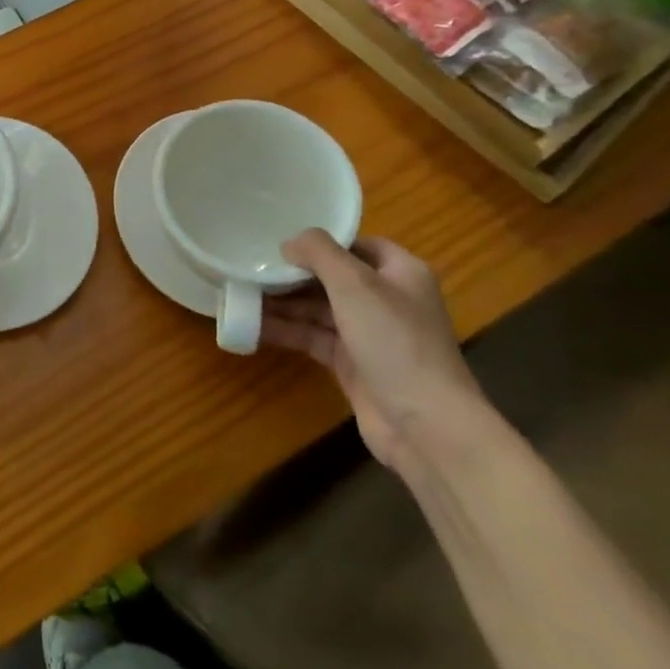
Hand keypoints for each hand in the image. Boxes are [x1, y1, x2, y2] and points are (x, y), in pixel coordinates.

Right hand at [262, 231, 487, 472]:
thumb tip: (289, 243)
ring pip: (319, 308)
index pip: (357, 244)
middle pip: (333, 277)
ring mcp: (370, 334)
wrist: (427, 428)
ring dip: (284, 302)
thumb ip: (319, 252)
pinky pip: (313, 337)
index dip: (323, 241)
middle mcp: (387, 300)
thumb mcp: (355, 284)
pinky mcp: (353, 365)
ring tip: (242, 291)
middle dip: (294, 272)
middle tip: (251, 265)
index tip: (282, 239)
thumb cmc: (395, 342)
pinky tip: (254, 324)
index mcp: (400, 273)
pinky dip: (287, 330)